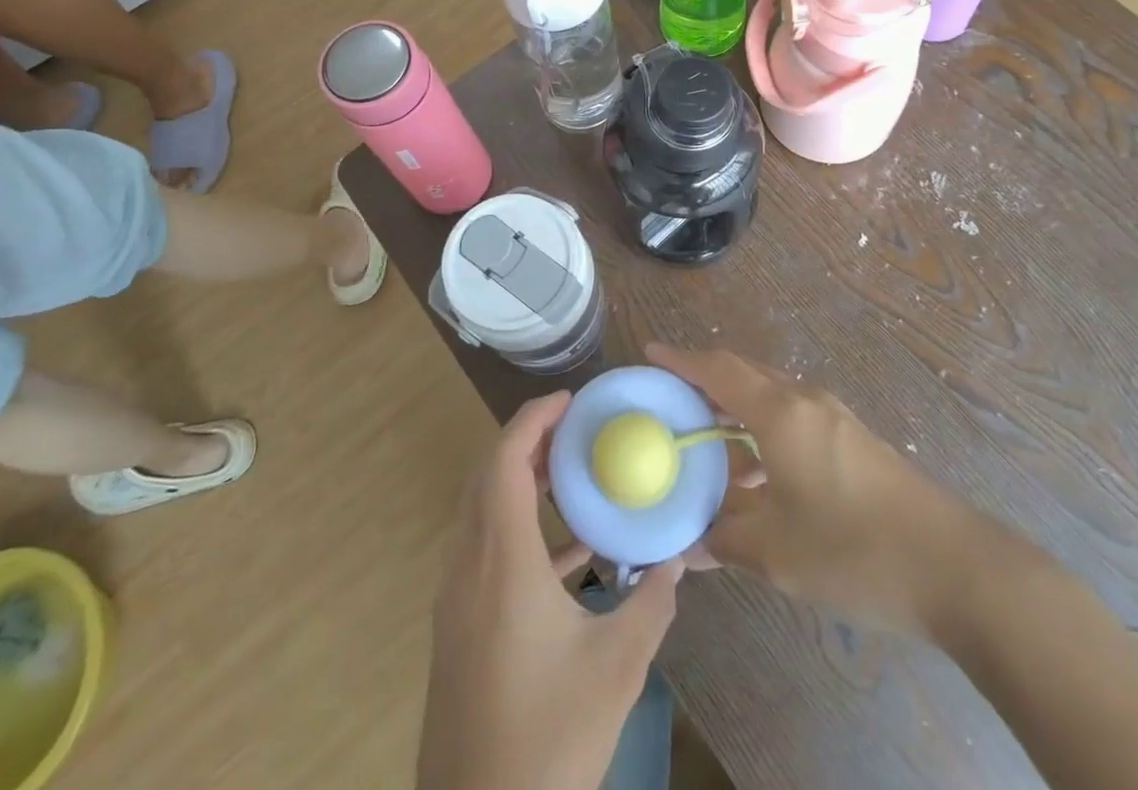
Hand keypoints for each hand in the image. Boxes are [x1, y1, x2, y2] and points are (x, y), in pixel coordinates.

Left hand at [416, 391, 684, 789]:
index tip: (571, 400)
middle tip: (577, 428)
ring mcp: (457, 600)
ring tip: (575, 475)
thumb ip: (652, 603)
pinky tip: (571, 552)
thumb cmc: (548, 737)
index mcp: (501, 563)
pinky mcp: (458, 628)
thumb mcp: (616, 668)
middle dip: (529, 441)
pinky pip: (486, 550)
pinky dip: (522, 530)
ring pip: (484, 513)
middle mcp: (469, 568)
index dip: (533, 419)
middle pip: (488, 477)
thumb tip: (680, 558)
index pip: (505, 462)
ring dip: (524, 483)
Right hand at [648, 343, 982, 636]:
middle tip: (670, 400)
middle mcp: (805, 402)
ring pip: (771, 397)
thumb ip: (726, 540)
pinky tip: (758, 477)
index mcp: (780, 413)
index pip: (719, 370)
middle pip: (745, 374)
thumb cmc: (854, 549)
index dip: (681, 360)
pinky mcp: (854, 441)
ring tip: (707, 444)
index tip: (650, 353)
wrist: (955, 566)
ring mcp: (834, 418)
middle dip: (705, 380)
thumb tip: (689, 546)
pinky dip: (764, 432)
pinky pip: (793, 418)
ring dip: (736, 410)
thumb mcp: (777, 552)